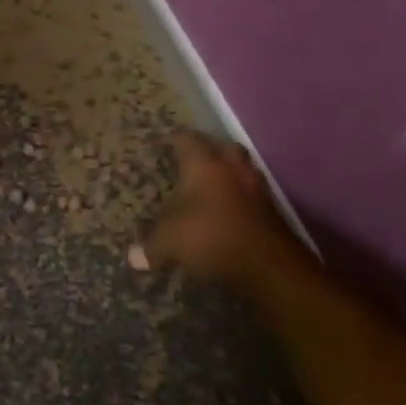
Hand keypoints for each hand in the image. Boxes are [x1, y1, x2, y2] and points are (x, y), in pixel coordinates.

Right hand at [133, 130, 306, 290]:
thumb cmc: (211, 238)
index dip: (173, 138)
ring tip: (210, 184)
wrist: (271, 266)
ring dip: (227, 172)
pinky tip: (228, 210)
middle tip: (191, 158)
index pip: (186, 138)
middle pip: (221, 146)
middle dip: (207, 149)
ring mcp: (257, 188)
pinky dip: (239, 197)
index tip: (163, 141)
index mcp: (204, 165)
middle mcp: (232, 168)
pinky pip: (252, 193)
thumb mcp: (170, 242)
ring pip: (241, 168)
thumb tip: (133, 258)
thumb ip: (151, 246)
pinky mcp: (272, 210)